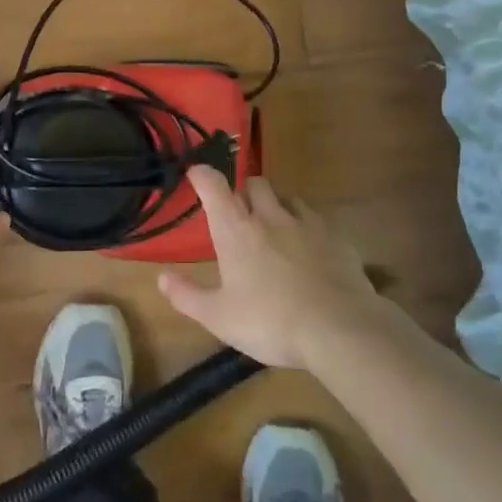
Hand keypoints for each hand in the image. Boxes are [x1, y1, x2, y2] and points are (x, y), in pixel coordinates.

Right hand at [158, 167, 380, 368]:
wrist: (340, 329)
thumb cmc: (270, 322)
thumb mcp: (219, 317)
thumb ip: (187, 296)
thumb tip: (161, 277)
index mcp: (236, 231)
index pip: (214, 186)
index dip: (202, 175)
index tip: (195, 173)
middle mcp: (270, 217)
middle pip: (255, 183)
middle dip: (245, 190)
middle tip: (240, 212)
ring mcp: (307, 224)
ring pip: (288, 198)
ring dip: (277, 205)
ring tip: (275, 227)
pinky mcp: (336, 238)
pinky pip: (317, 220)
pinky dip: (307, 227)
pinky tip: (310, 249)